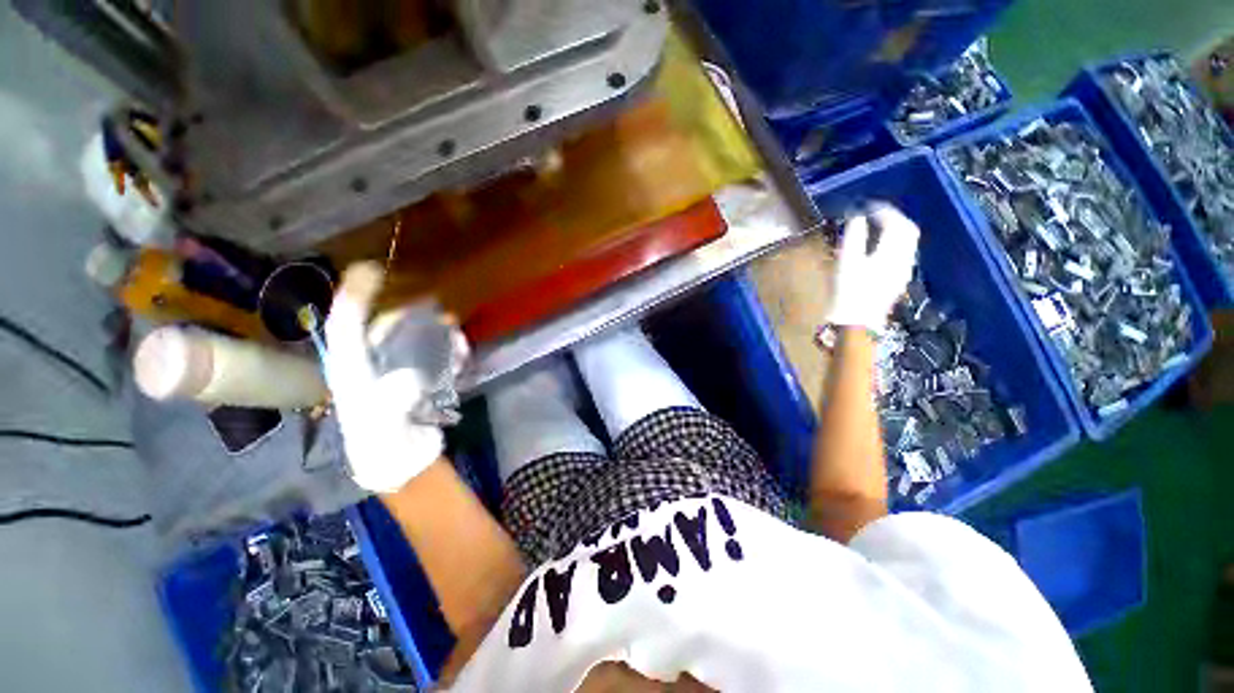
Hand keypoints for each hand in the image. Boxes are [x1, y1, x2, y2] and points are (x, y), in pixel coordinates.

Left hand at [323, 263, 461, 492]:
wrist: (402, 462)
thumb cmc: (385, 444)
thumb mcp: (383, 427)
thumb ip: (393, 403)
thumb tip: (410, 377)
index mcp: (352, 371)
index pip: (346, 327)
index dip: (354, 296)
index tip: (369, 269)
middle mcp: (371, 364)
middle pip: (384, 328)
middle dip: (406, 313)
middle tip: (433, 305)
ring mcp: (395, 371)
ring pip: (410, 339)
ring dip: (433, 331)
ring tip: (453, 331)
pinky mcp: (418, 378)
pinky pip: (431, 354)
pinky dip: (447, 348)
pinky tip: (461, 352)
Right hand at [826, 203, 920, 332]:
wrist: (856, 323)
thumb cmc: (848, 292)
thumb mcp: (846, 261)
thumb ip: (854, 236)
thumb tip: (857, 217)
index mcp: (892, 252)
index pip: (897, 223)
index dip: (884, 210)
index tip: (868, 205)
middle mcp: (904, 258)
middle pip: (908, 231)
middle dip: (894, 218)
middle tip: (875, 213)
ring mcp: (903, 271)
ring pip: (907, 243)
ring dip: (895, 231)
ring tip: (877, 228)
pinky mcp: (897, 281)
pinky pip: (902, 254)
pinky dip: (893, 244)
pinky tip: (879, 248)